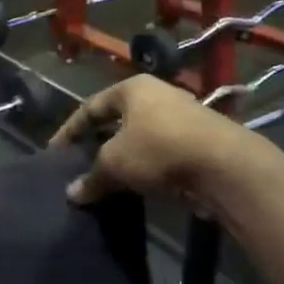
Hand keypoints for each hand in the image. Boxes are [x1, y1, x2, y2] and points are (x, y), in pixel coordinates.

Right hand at [50, 76, 262, 204]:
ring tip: (109, 178)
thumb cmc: (159, 150)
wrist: (226, 166)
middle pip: (118, 120)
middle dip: (99, 143)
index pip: (90, 107)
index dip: (70, 130)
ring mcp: (184, 116)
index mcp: (132, 89)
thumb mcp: (116, 164)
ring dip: (125, 157)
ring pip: (142, 137)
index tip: (56, 152)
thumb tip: (72, 194)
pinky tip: (140, 186)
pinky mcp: (202, 140)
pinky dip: (148, 167)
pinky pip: (163, 152)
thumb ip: (92, 177)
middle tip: (82, 163)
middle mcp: (158, 95)